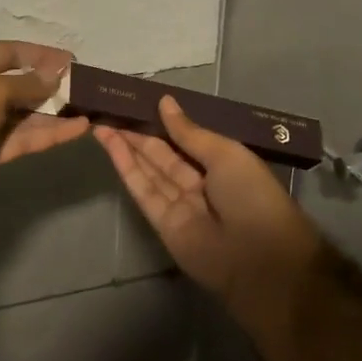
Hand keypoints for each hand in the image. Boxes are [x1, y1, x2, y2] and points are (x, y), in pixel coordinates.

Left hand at [0, 41, 90, 218]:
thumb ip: (28, 83)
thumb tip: (54, 76)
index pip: (13, 52)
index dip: (43, 55)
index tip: (73, 60)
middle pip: (23, 83)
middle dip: (54, 86)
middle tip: (89, 89)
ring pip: (27, 113)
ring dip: (57, 112)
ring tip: (92, 109)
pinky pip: (25, 136)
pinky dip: (49, 133)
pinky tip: (78, 129)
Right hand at [96, 96, 322, 306]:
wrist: (260, 258)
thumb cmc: (251, 195)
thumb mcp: (224, 154)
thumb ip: (189, 132)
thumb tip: (165, 102)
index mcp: (222, 165)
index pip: (186, 140)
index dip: (163, 124)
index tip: (138, 104)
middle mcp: (200, 184)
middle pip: (163, 155)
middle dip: (139, 135)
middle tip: (111, 111)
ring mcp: (180, 205)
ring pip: (149, 171)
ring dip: (126, 148)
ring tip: (102, 124)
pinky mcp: (163, 224)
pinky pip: (144, 191)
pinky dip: (127, 168)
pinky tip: (111, 146)